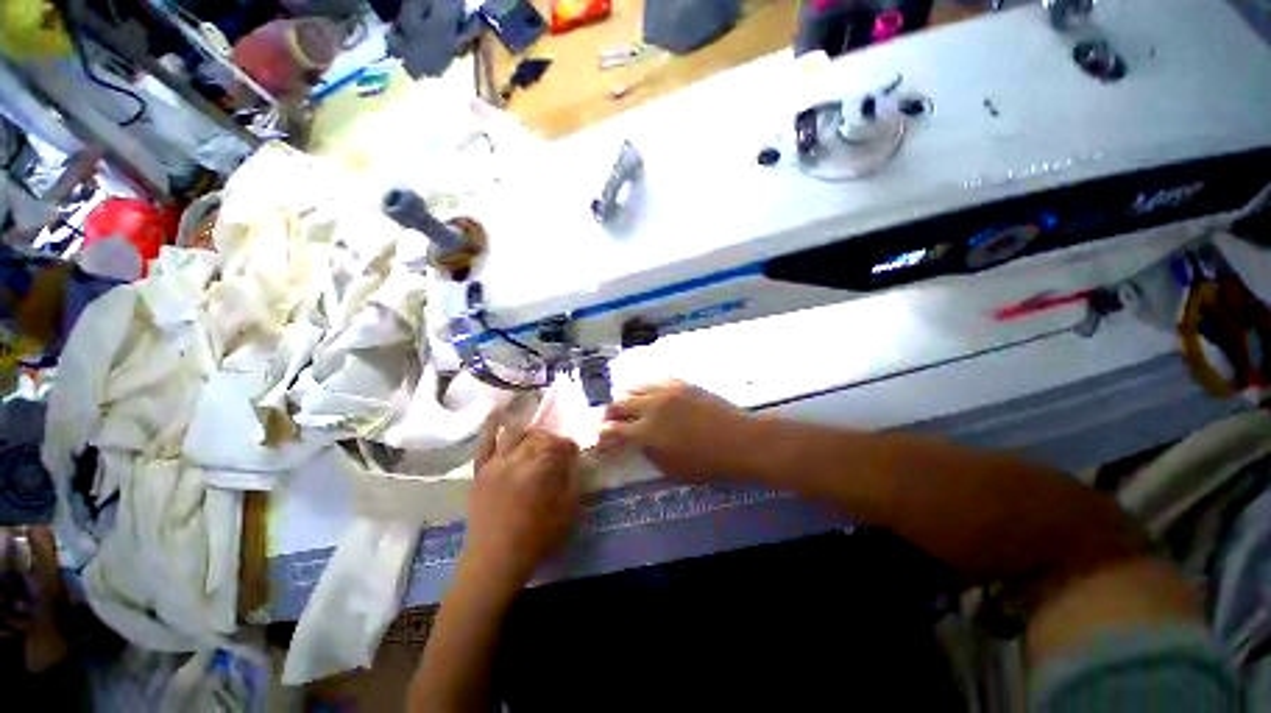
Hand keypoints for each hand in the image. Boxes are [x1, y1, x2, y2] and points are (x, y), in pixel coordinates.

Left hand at [462, 416, 580, 589]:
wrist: (494, 560)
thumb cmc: (536, 539)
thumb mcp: (566, 512)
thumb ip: (572, 481)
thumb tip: (573, 461)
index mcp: (540, 470)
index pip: (559, 445)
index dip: (569, 446)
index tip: (574, 453)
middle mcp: (518, 459)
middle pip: (539, 437)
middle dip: (552, 440)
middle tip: (557, 451)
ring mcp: (496, 462)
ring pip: (516, 433)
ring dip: (530, 432)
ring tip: (536, 440)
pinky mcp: (481, 470)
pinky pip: (485, 442)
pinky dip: (492, 425)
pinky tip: (499, 413)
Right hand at [598, 380, 754, 481]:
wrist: (739, 439)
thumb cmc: (706, 463)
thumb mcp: (671, 468)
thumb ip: (649, 452)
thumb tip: (638, 440)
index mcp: (647, 432)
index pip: (614, 430)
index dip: (603, 434)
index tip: (599, 436)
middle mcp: (652, 406)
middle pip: (620, 404)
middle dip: (610, 413)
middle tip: (607, 419)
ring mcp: (667, 391)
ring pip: (636, 388)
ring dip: (626, 397)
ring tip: (625, 403)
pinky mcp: (681, 383)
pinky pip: (656, 381)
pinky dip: (646, 388)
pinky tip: (648, 393)